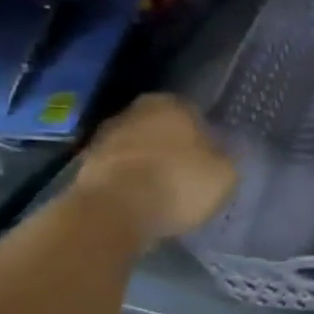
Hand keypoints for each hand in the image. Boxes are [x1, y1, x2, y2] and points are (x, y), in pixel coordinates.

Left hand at [75, 94, 236, 244]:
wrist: (114, 210)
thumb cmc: (178, 183)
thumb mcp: (224, 174)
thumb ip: (227, 157)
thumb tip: (225, 150)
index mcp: (172, 104)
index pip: (195, 114)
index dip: (205, 137)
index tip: (210, 159)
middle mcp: (136, 110)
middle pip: (163, 128)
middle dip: (173, 147)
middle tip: (188, 174)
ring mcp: (106, 136)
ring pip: (138, 147)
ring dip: (148, 164)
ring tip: (164, 191)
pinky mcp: (85, 164)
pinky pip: (119, 170)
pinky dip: (129, 181)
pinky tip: (141, 201)